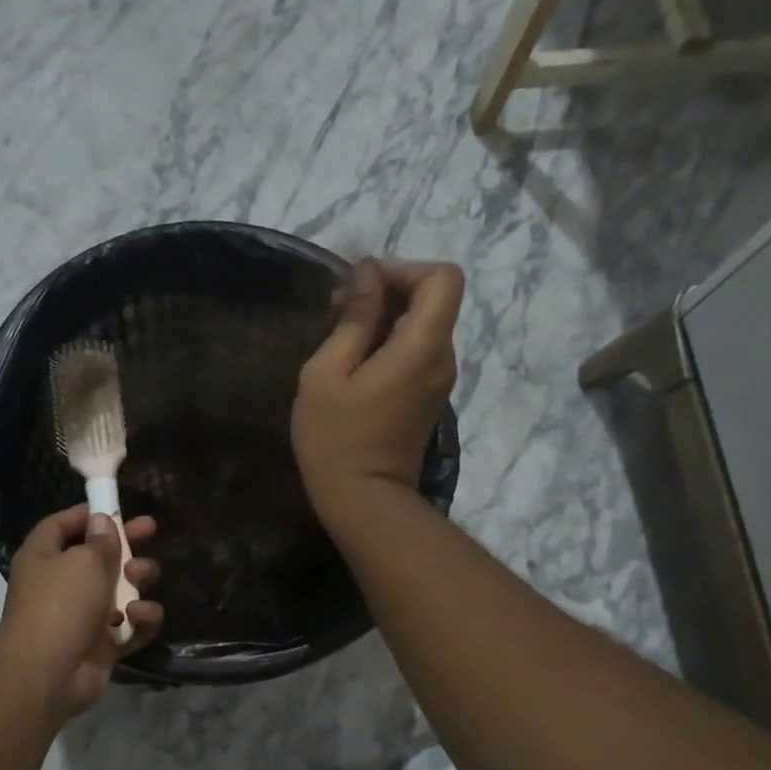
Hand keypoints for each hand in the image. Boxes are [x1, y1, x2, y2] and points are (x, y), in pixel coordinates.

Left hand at [0, 504, 163, 721]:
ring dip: (137, 581)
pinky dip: (139, 620)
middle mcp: (60, 584)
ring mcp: (82, 616)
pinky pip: (130, 626)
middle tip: (151, 531)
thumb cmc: (61, 605)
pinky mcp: (102, 645)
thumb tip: (102, 521)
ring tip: (140, 579)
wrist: (48, 674)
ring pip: (120, 590)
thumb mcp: (84, 561)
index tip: (115, 506)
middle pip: (98, 556)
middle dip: (126, 545)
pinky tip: (138, 616)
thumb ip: (101, 540)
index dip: (87, 513)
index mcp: (44, 557)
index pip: (62, 525)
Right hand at [292, 258, 461, 525]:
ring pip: (422, 325)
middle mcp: (442, 357)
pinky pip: (415, 352)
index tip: (362, 287)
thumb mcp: (327, 373)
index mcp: (423, 345)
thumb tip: (368, 276)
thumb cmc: (336, 438)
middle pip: (432, 299)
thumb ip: (353, 319)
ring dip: (384, 319)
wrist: (363, 500)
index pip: (443, 277)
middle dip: (387, 291)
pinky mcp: (427, 398)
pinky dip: (388, 343)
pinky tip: (352, 363)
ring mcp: (438, 380)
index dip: (404, 269)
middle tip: (337, 310)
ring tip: (338, 336)